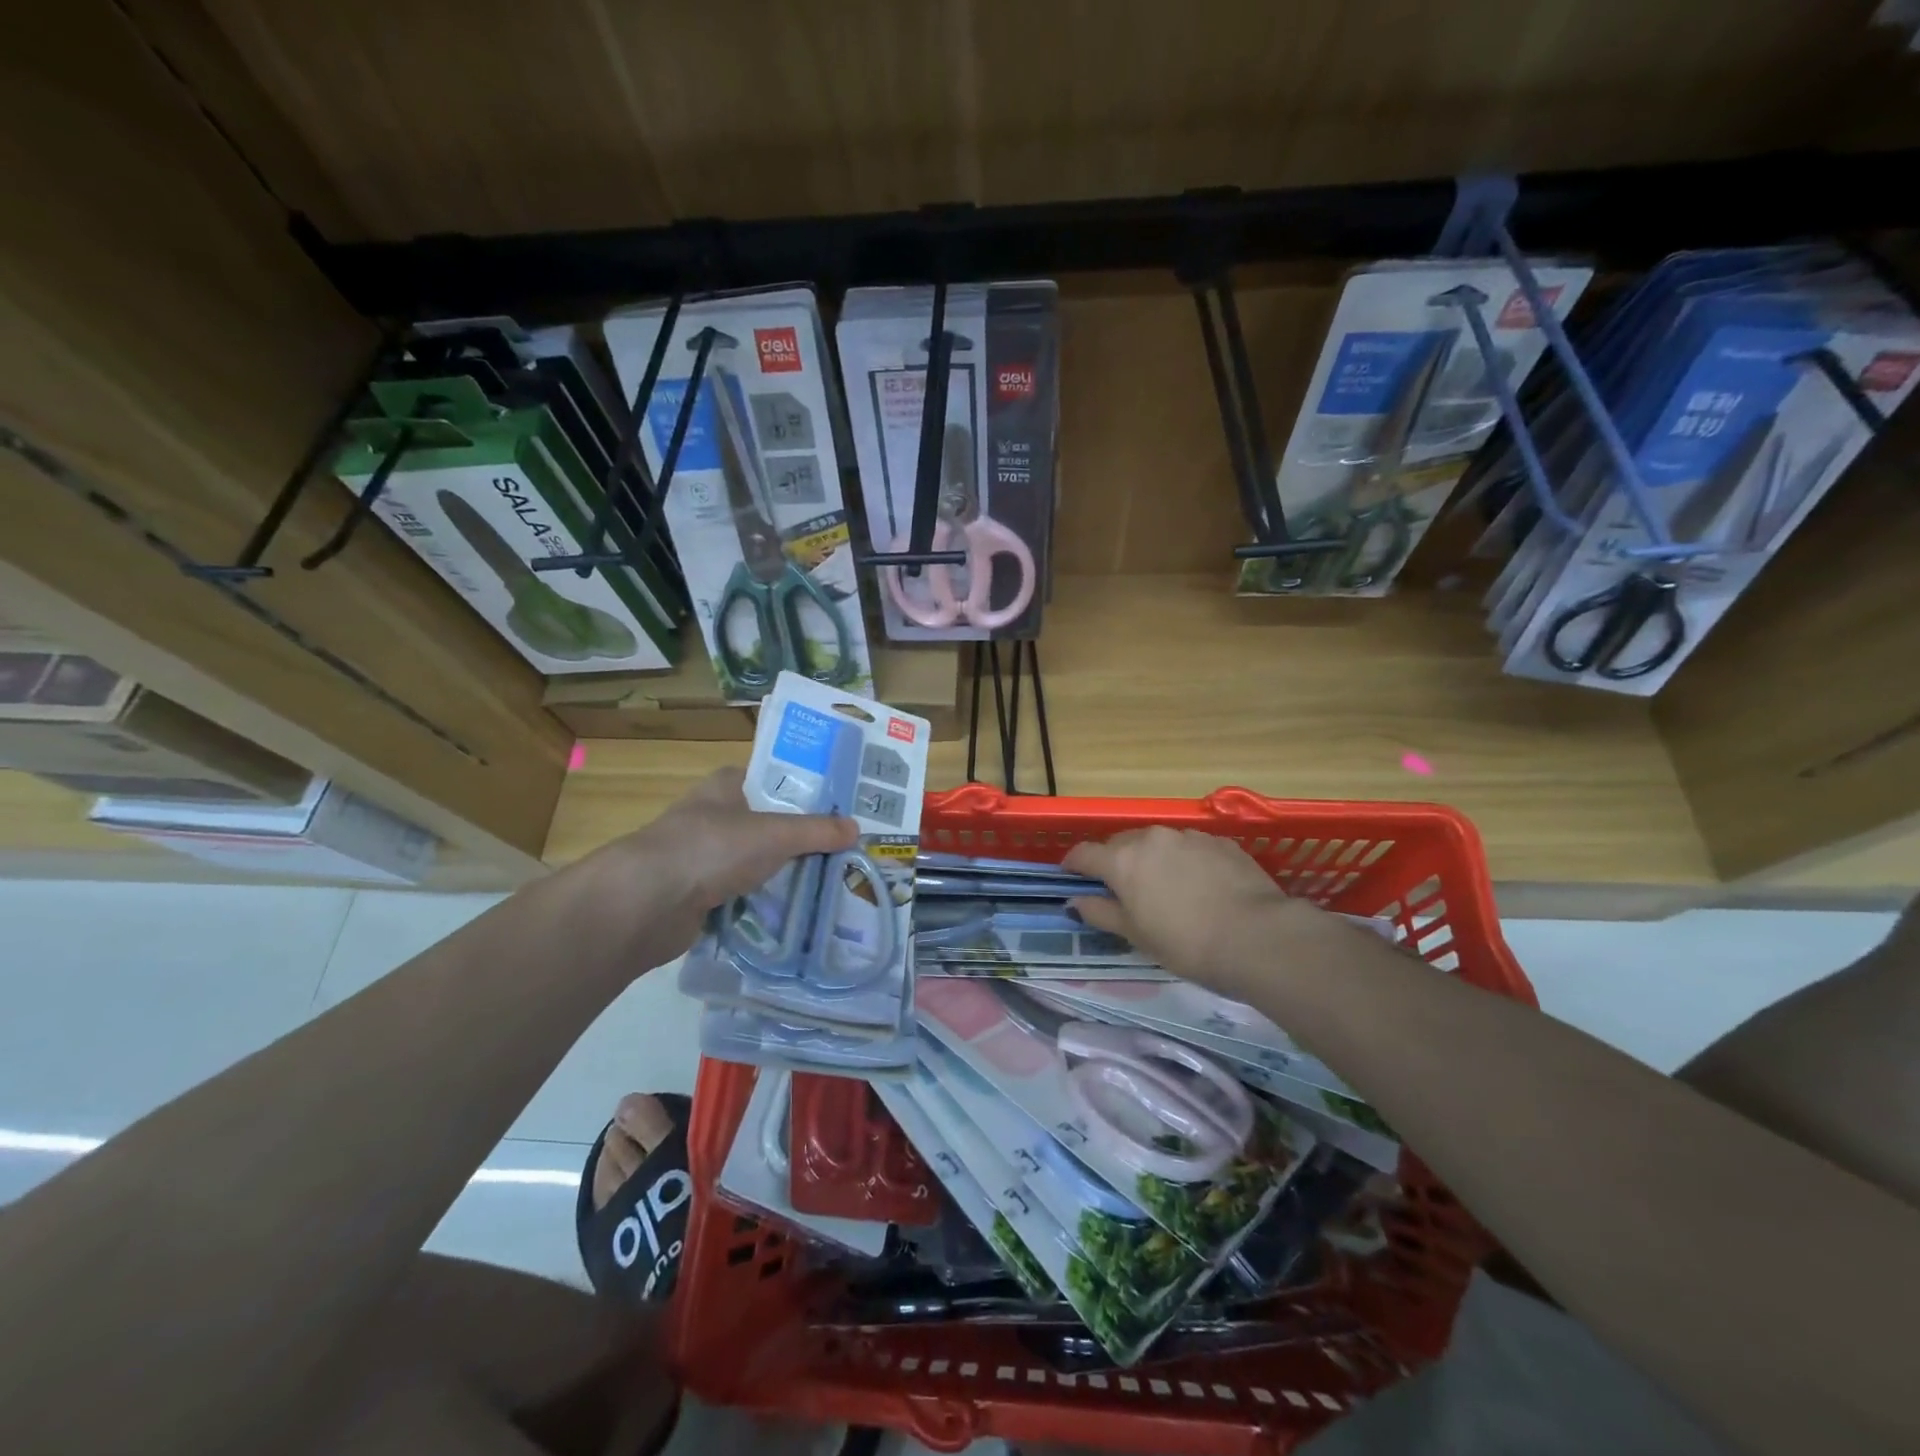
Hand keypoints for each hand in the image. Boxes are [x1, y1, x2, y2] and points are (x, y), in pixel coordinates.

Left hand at [596, 767, 857, 962]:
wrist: (646, 903)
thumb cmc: (711, 848)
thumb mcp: (774, 834)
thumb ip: (816, 831)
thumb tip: (857, 828)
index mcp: (725, 786)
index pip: (772, 779)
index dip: (805, 789)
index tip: (841, 806)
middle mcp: (714, 815)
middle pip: (768, 822)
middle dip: (801, 836)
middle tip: (845, 847)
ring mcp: (704, 856)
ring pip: (756, 860)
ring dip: (784, 871)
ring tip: (830, 879)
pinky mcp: (699, 893)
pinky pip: (743, 893)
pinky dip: (764, 901)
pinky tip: (796, 909)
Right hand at [1063, 827, 1313, 991]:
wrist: (1257, 937)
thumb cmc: (1186, 944)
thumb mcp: (1136, 935)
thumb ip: (1100, 913)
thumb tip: (1075, 900)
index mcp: (1122, 860)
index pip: (1084, 853)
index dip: (1073, 865)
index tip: (1071, 876)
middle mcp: (1151, 838)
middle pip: (1120, 843)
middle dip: (1114, 861)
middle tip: (1121, 890)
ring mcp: (1188, 836)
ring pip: (1157, 843)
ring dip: (1152, 859)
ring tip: (1164, 888)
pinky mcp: (1220, 842)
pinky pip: (1190, 847)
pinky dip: (1185, 861)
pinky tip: (1200, 887)